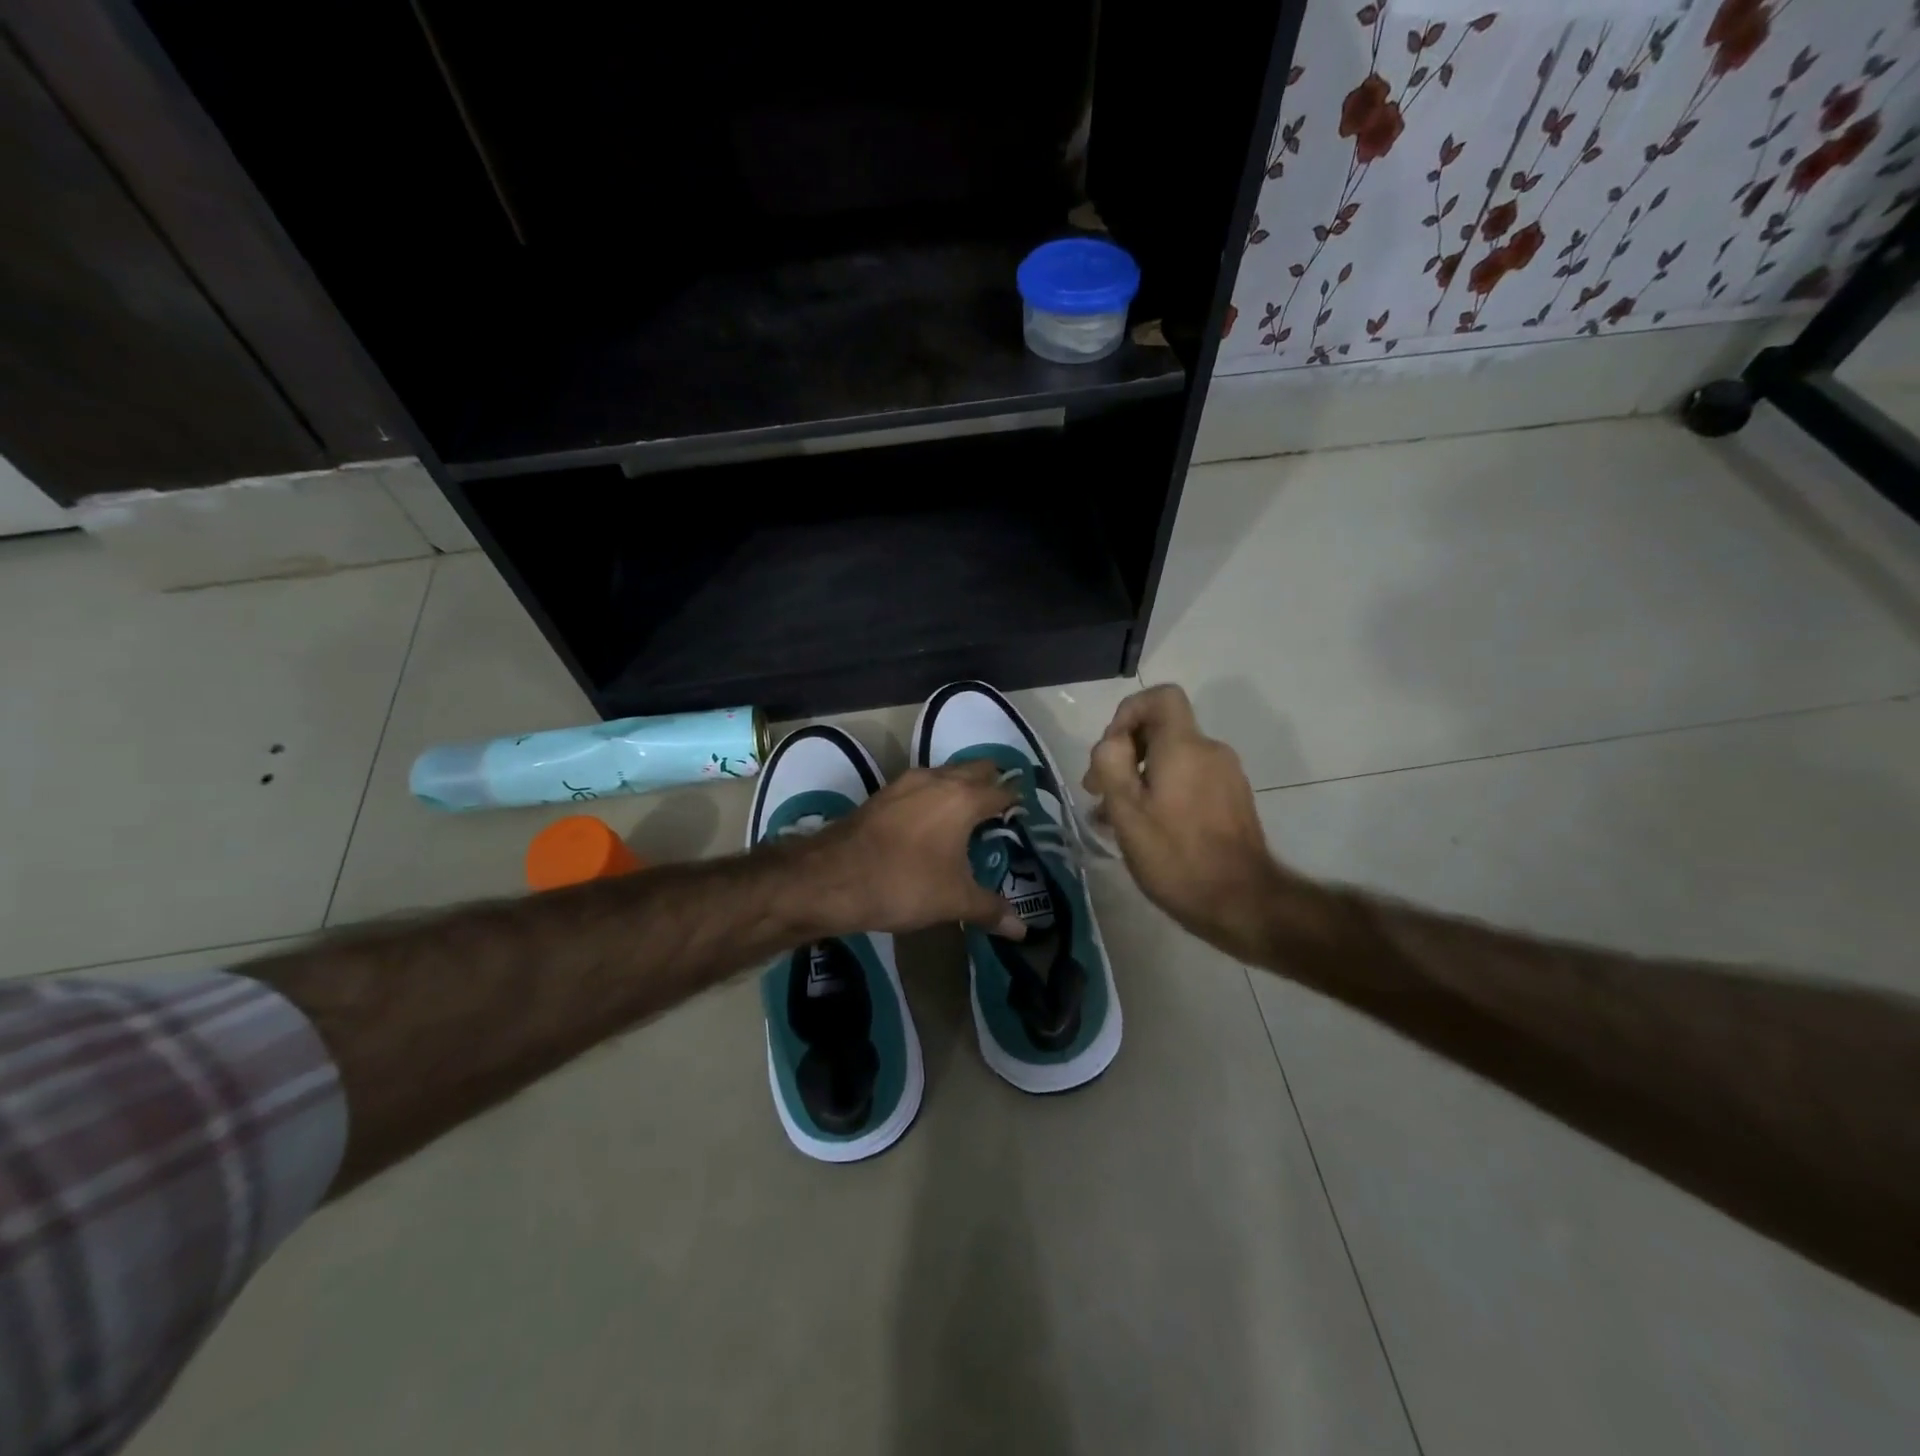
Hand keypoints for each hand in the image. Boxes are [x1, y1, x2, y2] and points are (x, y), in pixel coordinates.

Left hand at [804, 762, 1026, 939]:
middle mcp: (937, 780)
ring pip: (945, 774)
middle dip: (991, 783)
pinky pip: (920, 786)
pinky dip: (934, 796)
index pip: (1002, 791)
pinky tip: (931, 823)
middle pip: (975, 769)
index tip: (1025, 814)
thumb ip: (990, 909)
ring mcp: (905, 783)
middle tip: (1001, 810)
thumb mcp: (953, 901)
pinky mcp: (882, 795)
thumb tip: (1022, 930)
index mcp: (963, 798)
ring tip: (969, 816)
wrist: (830, 878)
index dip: (1017, 801)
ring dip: (960, 786)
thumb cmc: (903, 884)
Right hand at [1083, 685, 1285, 960]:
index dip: (1129, 712)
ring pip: (1172, 759)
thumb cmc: (1176, 856)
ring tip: (1114, 818)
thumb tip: (1113, 741)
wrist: (1242, 903)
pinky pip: (1189, 780)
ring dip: (1139, 779)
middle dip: (1125, 754)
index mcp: (1184, 746)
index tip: (1110, 750)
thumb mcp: (1127, 810)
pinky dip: (1162, 792)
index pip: (1161, 697)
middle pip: (1162, 730)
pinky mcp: (1232, 801)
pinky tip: (1144, 830)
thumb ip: (1111, 763)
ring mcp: (1226, 776)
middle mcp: (1210, 751)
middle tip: (1097, 793)